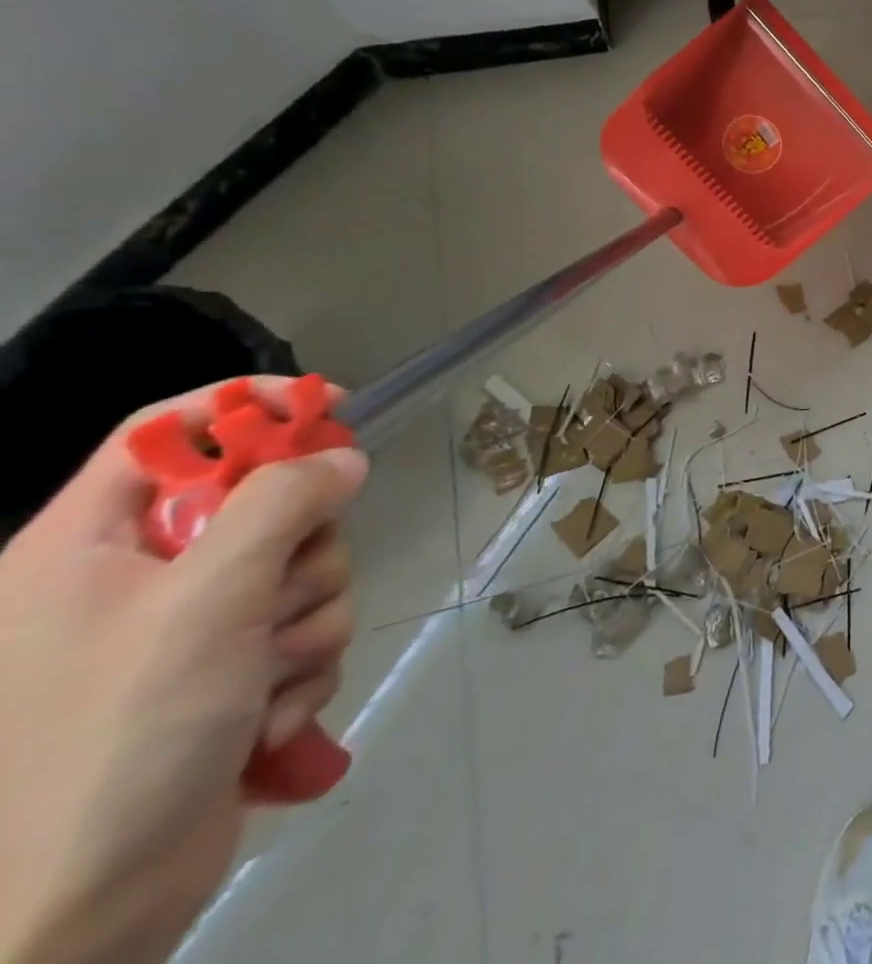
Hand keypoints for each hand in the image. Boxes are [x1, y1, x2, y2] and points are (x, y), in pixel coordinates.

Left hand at [0, 379, 365, 963]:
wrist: (79, 913)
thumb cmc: (116, 735)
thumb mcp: (206, 600)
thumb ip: (281, 505)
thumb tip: (342, 457)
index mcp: (88, 548)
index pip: (168, 434)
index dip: (249, 407)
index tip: (331, 409)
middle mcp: (135, 580)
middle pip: (266, 507)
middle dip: (303, 553)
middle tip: (277, 598)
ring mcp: (184, 632)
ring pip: (301, 573)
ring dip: (308, 623)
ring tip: (266, 680)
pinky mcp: (227, 676)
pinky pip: (303, 632)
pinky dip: (302, 670)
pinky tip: (265, 717)